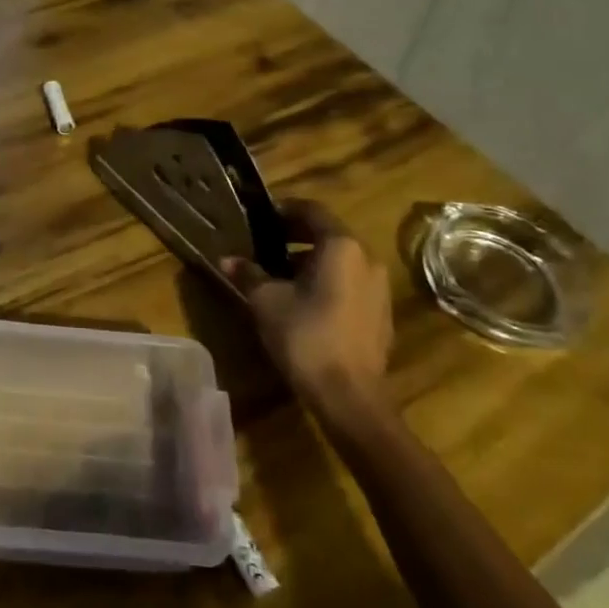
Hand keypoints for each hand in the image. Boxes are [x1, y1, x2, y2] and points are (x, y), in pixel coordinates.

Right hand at [221, 199, 394, 412]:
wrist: (350, 398)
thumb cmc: (305, 336)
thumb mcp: (266, 301)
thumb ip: (248, 274)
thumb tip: (226, 259)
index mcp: (341, 246)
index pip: (312, 211)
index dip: (285, 209)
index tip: (262, 216)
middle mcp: (366, 259)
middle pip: (329, 235)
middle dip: (296, 236)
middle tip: (266, 242)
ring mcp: (379, 288)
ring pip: (341, 261)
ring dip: (312, 261)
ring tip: (280, 274)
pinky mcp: (382, 315)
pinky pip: (351, 284)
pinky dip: (328, 282)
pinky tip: (304, 302)